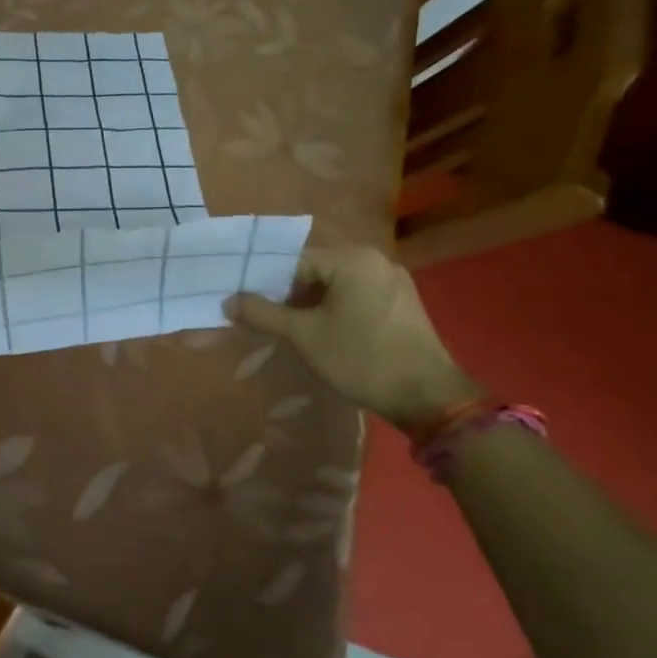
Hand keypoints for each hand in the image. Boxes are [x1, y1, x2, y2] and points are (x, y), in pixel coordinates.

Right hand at [225, 245, 472, 431]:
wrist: (429, 398)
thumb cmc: (361, 358)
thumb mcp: (304, 336)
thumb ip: (263, 313)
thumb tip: (227, 301)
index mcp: (352, 258)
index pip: (295, 261)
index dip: (268, 283)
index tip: (250, 305)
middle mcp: (375, 260)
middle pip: (316, 270)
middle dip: (289, 294)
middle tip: (269, 319)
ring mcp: (394, 281)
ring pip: (337, 285)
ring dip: (312, 303)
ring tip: (294, 329)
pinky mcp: (403, 303)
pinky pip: (358, 296)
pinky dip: (336, 309)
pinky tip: (327, 333)